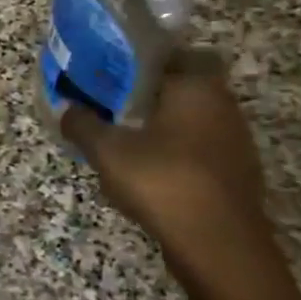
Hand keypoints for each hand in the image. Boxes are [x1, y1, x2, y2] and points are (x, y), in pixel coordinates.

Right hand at [59, 52, 273, 271]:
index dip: (147, 58)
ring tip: (122, 137)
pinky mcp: (234, 175)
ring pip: (191, 119)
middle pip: (183, 87)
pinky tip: (146, 171)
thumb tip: (66, 108)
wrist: (219, 247)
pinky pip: (198, 149)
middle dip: (149, 93)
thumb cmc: (163, 181)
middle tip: (111, 102)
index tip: (115, 69)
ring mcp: (234, 143)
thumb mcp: (107, 150)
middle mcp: (224, 107)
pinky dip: (174, 152)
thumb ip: (82, 124)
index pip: (178, 52)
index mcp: (197, 87)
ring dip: (161, 124)